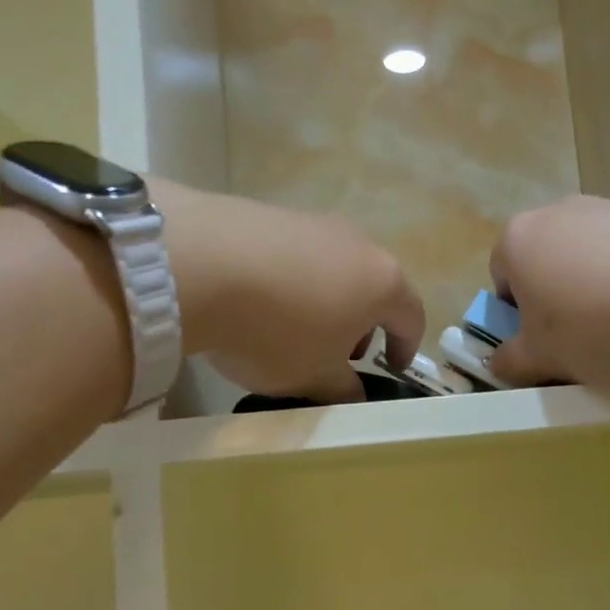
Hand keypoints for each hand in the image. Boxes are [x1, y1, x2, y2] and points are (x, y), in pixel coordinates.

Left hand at [153, 181, 424, 402]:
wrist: (197, 264)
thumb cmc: (276, 331)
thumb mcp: (314, 377)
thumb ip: (343, 391)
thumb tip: (354, 396)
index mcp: (383, 283)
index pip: (412, 317)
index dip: (406, 347)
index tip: (392, 368)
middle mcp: (358, 244)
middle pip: (374, 288)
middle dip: (363, 324)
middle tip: (339, 354)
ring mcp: (314, 223)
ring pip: (335, 269)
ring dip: (327, 301)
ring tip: (295, 327)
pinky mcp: (272, 213)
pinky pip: (296, 254)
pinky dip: (292, 280)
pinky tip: (259, 300)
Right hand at [487, 196, 609, 386]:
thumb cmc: (594, 325)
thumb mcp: (541, 358)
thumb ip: (510, 361)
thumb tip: (499, 362)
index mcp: (518, 238)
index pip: (500, 278)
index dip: (516, 315)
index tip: (541, 342)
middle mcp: (558, 211)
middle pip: (546, 262)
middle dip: (556, 298)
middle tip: (578, 338)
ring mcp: (608, 207)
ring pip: (588, 256)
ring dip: (595, 287)